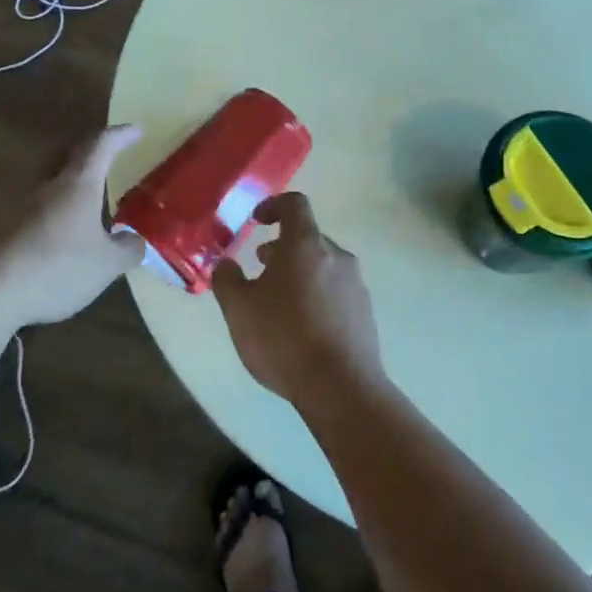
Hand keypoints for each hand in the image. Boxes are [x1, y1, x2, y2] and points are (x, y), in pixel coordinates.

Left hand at [0, 124, 145, 327]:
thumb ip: (127, 249)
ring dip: (66, 186)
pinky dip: (49, 215)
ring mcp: (16, 205)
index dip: (119, 136)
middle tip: (106, 160)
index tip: (135, 130)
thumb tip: (134, 239)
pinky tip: (57, 236)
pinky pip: (31, 210)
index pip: (100, 146)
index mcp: (76, 184)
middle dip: (88, 155)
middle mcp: (45, 185)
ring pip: (47, 183)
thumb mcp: (106, 265)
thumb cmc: (56, 268)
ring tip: (84, 203)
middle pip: (67, 157)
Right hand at [212, 192, 383, 409]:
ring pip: (323, 266)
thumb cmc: (284, 338)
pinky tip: (301, 327)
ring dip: (299, 273)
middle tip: (259, 267)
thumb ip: (227, 280)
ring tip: (277, 301)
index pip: (294, 204)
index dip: (273, 206)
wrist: (341, 387)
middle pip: (309, 238)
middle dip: (282, 247)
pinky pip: (336, 291)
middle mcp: (337, 256)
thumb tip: (226, 264)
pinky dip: (316, 295)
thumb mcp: (239, 309)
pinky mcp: (365, 313)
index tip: (257, 222)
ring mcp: (356, 285)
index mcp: (306, 245)